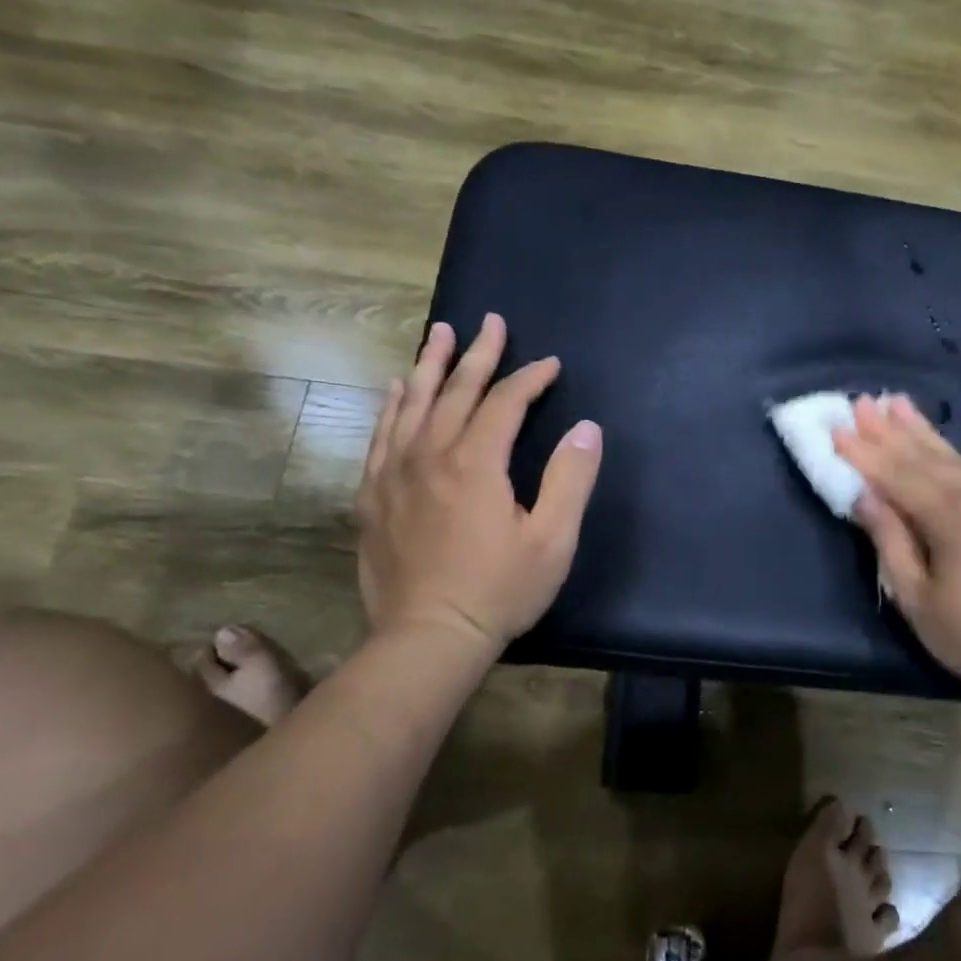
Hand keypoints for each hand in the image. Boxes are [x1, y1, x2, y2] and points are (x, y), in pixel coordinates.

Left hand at [356, 313, 601, 660]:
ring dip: (429, 366)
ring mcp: (395, 475)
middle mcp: (430, 456)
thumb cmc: (499, 590)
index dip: (530, 378)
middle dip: (477, 354)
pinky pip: (381, 437)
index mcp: (475, 463)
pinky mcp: (373, 497)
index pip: (504, 402)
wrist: (427, 639)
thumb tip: (586, 428)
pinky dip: (392, 407)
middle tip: (490, 322)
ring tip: (439, 335)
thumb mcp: (552, 541)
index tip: (551, 365)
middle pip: (456, 391)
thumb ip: (571, 478)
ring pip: (412, 405)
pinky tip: (395, 390)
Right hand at [831, 395, 960, 697]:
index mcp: (947, 519)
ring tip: (899, 401)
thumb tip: (866, 497)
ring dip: (925, 430)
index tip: (836, 429)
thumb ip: (892, 545)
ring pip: (957, 458)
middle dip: (887, 431)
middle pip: (922, 458)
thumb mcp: (920, 602)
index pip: (894, 477)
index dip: (862, 454)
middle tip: (861, 401)